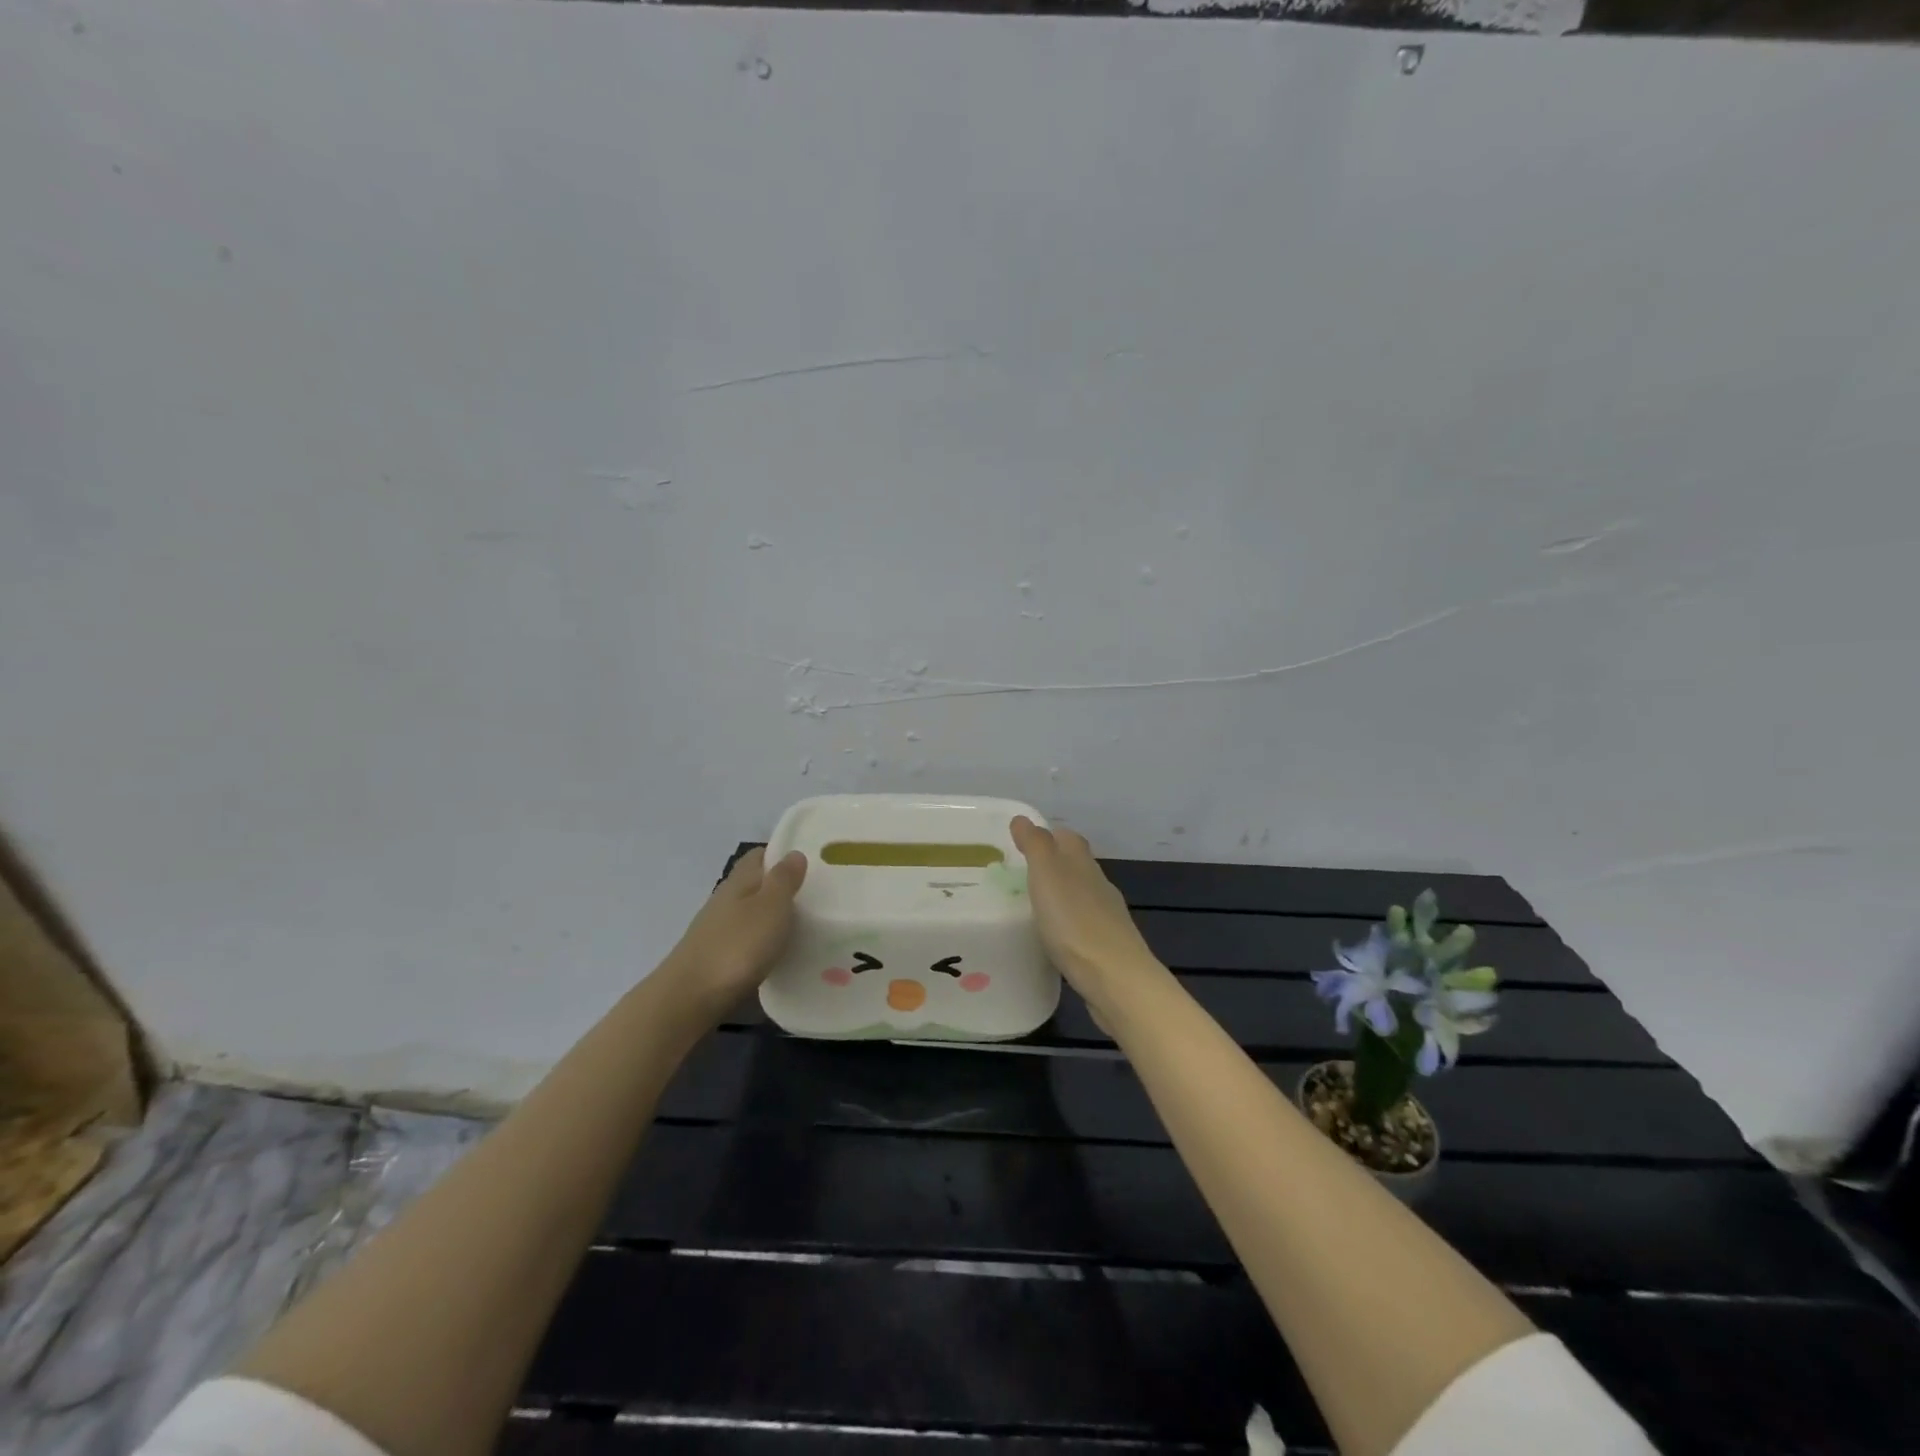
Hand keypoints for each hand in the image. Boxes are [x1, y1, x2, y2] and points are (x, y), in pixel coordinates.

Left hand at [659, 847, 807, 1019]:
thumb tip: (794, 853)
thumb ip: (784, 879)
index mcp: (739, 881)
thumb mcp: (771, 906)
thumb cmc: (737, 945)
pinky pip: (745, 939)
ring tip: (804, 926)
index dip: (781, 854)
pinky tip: (778, 953)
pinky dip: (762, 941)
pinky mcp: (715, 957)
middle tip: (816, 896)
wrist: (690, 997)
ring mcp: (717, 929)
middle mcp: (725, 899)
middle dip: (780, 887)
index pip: (759, 855)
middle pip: (754, 884)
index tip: (810, 863)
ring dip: (772, 916)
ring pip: (750, 912)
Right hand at [1011, 816, 1167, 1020]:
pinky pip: (1083, 927)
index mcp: (1083, 864)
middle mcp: (1099, 886)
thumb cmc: (1075, 922)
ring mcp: (1106, 918)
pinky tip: (1054, 937)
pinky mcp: (1106, 948)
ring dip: (1061, 896)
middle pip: (1077, 866)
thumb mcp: (1048, 875)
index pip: (1068, 838)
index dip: (1048, 835)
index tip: (1023, 842)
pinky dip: (1067, 925)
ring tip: (1033, 905)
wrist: (1116, 980)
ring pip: (1081, 896)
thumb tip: (1023, 819)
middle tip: (1021, 874)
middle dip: (1053, 865)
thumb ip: (1036, 846)